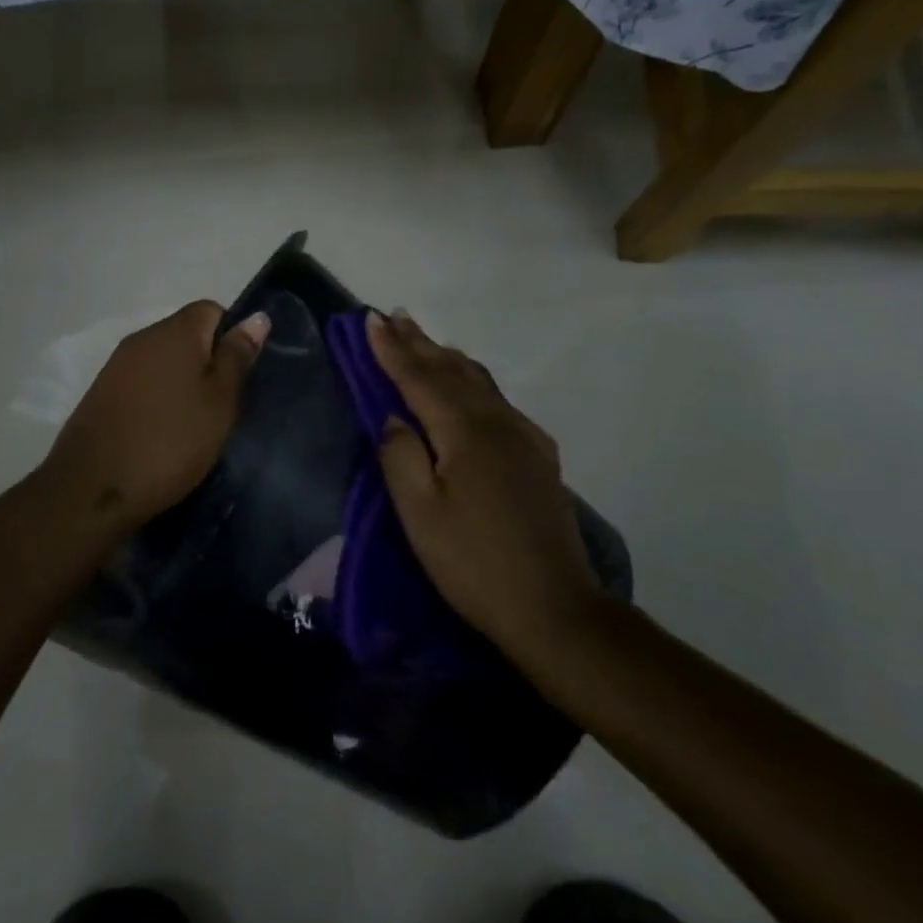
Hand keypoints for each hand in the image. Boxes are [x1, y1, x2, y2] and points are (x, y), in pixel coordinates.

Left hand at [39, 300, 269, 537]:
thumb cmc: (171, 442)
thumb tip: (256, 317)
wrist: (93, 488)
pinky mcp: (101, 393)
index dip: (231, 337)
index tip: (238, 378)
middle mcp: (142, 338)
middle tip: (221, 406)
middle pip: (186, 335)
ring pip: (162, 361)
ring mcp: (116, 365)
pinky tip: (161, 432)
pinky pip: (141, 383)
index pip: (212, 310)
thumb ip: (237, 357)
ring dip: (181, 383)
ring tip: (193, 423)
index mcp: (174, 331)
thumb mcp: (219, 402)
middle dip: (207, 362)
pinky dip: (156, 399)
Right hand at [367, 310, 600, 667]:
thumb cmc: (472, 562)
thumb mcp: (419, 514)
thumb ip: (401, 456)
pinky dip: (473, 382)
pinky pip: (498, 401)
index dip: (392, 349)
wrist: (553, 607)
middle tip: (393, 315)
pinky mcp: (538, 456)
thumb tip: (393, 417)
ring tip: (425, 340)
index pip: (419, 378)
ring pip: (479, 382)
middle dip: (419, 343)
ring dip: (447, 357)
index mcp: (465, 432)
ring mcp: (524, 438)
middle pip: (452, 371)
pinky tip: (470, 387)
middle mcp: (498, 422)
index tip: (370, 319)